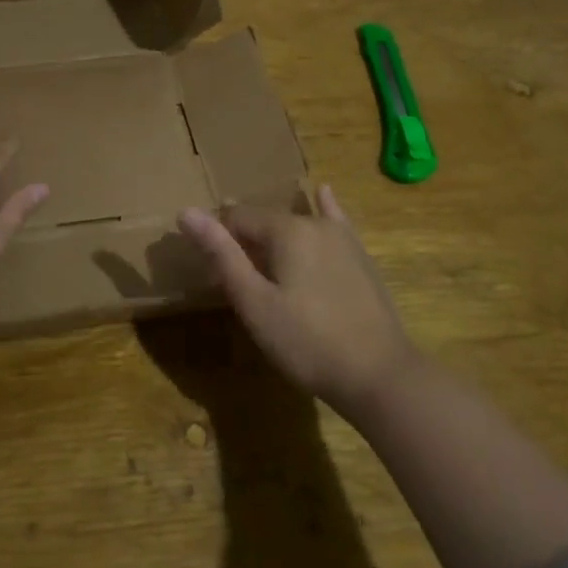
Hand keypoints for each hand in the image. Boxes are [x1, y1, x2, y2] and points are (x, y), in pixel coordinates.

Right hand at [178, 185, 416, 420]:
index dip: (217, 239)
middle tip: (233, 278)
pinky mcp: (360, 257)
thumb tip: (186, 211)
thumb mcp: (254, 303)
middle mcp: (315, 223)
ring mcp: (343, 238)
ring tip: (260, 257)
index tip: (208, 271)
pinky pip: (335, 222)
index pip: (236, 217)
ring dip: (273, 235)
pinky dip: (323, 208)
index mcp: (286, 230)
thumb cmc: (307, 343)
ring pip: (296, 224)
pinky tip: (323, 192)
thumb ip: (222, 255)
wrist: (380, 375)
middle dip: (244, 240)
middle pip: (266, 221)